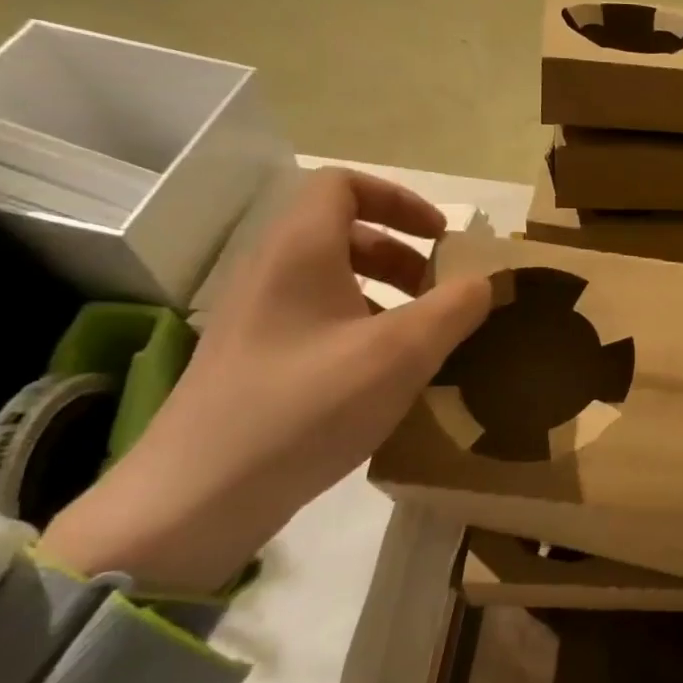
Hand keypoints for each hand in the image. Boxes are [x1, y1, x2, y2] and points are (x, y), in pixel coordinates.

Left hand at [41, 169, 489, 592]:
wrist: (198, 498)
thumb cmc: (306, 407)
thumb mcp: (401, 354)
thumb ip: (454, 308)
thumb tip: (484, 281)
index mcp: (299, 251)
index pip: (344, 184)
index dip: (400, 199)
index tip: (442, 238)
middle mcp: (270, 272)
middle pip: (341, 231)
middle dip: (402, 252)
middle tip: (440, 292)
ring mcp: (256, 318)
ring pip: (330, 278)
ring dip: (385, 292)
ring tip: (420, 336)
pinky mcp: (254, 360)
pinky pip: (317, 318)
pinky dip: (360, 326)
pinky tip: (384, 375)